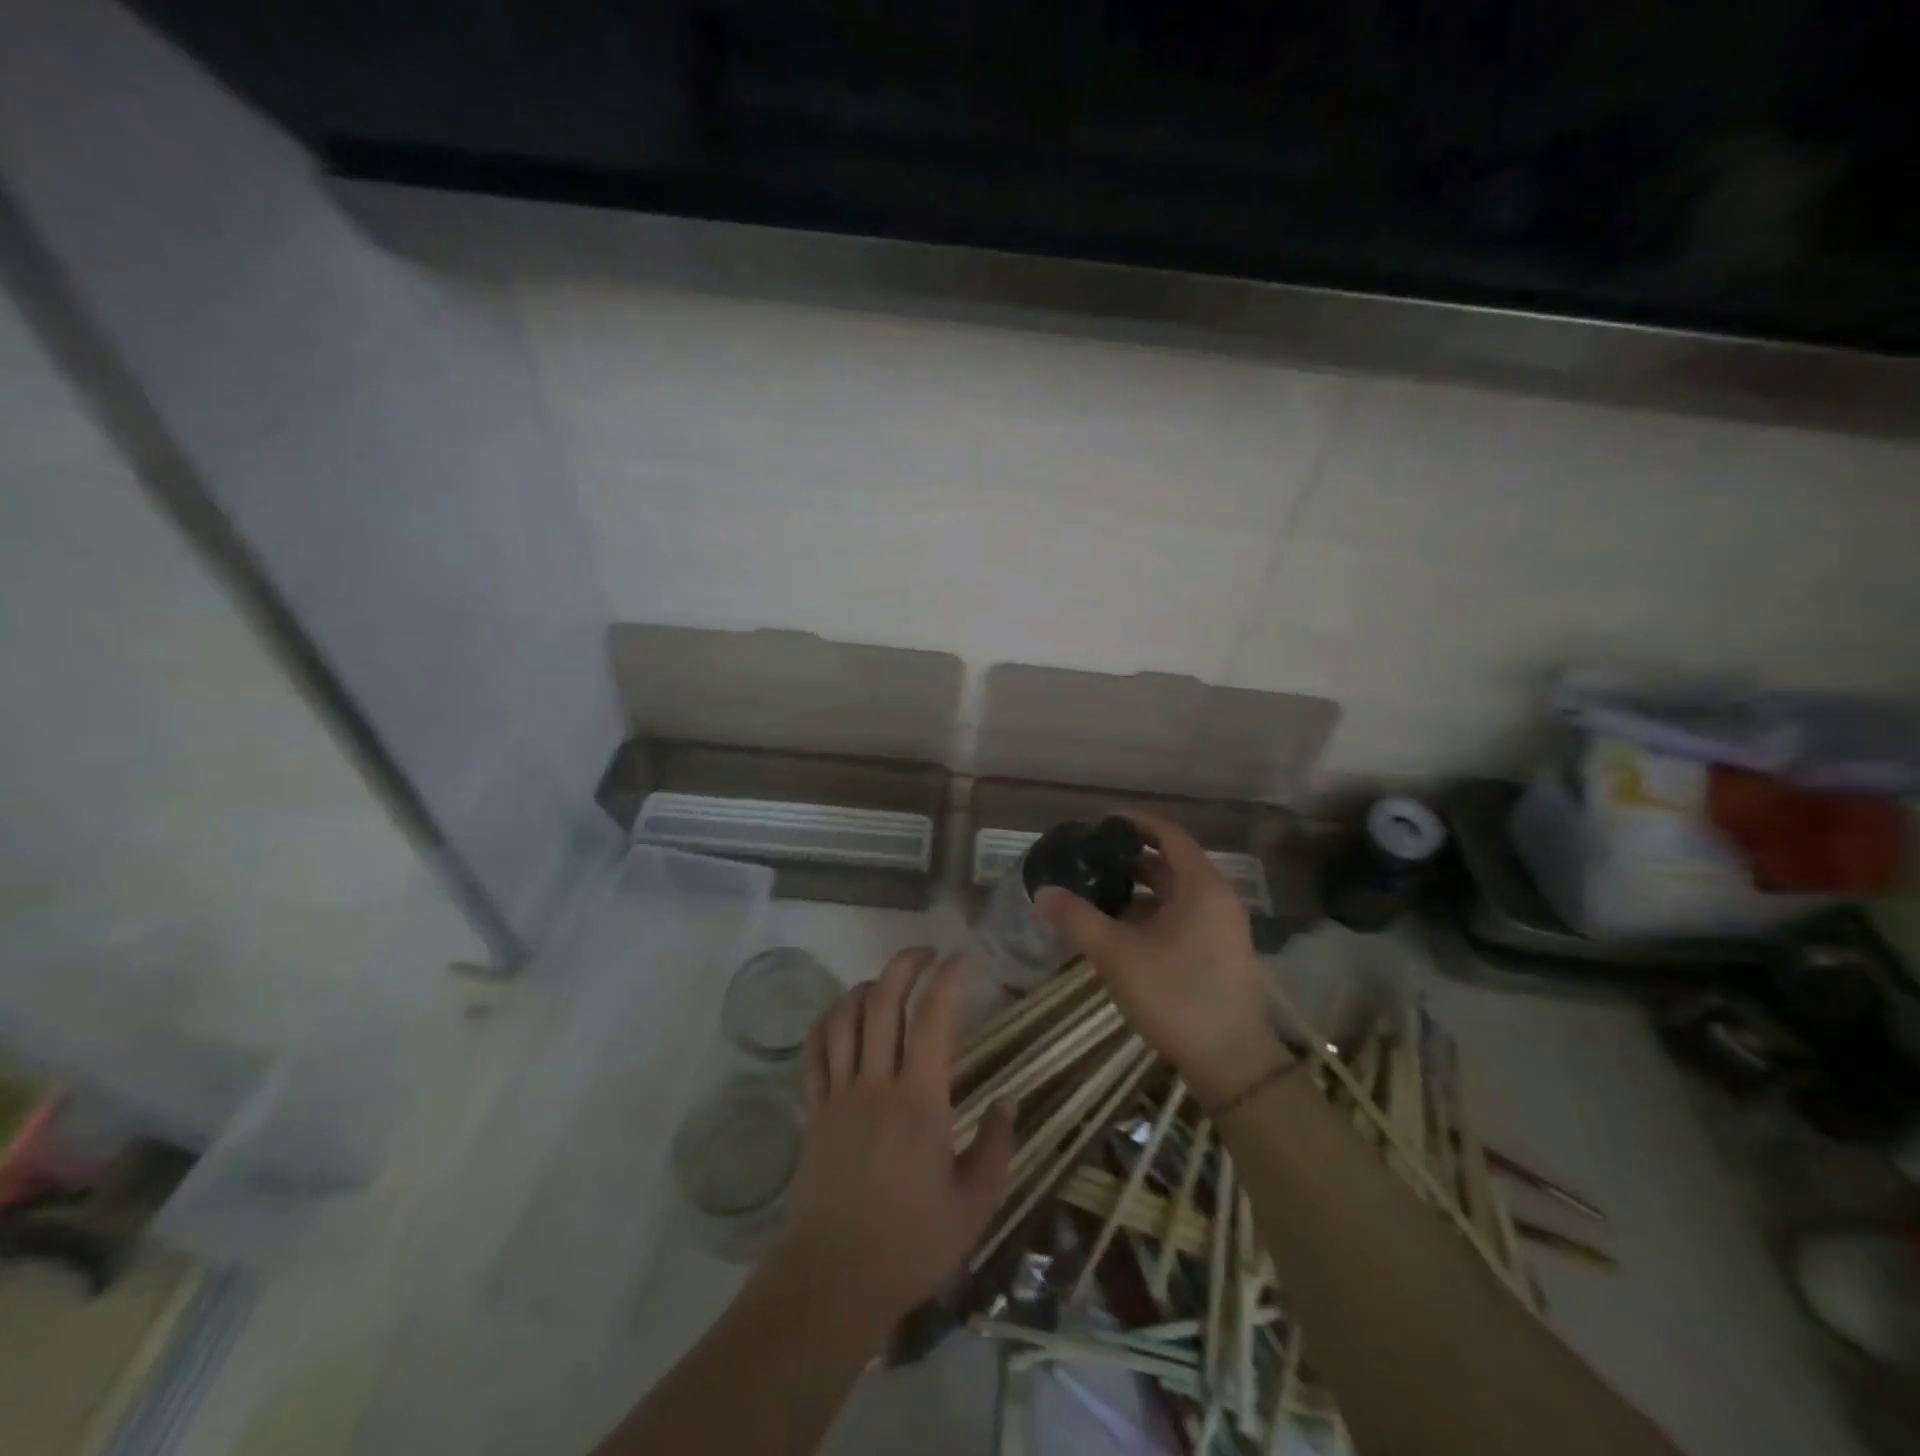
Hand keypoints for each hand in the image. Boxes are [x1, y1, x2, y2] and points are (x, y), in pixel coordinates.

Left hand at [784, 947, 1014, 1338]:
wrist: (834, 1280)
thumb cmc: (911, 1244)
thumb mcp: (974, 1206)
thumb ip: (997, 1148)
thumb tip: (1009, 1101)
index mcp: (920, 1101)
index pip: (934, 1019)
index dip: (949, 979)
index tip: (965, 959)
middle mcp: (876, 1083)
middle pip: (883, 1001)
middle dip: (905, 964)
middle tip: (927, 953)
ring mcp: (839, 1094)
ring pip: (844, 1017)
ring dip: (866, 986)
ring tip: (887, 982)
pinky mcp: (814, 1111)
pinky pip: (814, 1052)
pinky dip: (827, 1021)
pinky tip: (841, 1014)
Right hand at [1035, 810, 1291, 1110]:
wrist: (1231, 1062)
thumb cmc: (1175, 994)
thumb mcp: (1117, 954)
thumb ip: (1078, 919)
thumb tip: (1043, 892)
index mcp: (1201, 886)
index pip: (1169, 835)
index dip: (1136, 824)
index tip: (1102, 823)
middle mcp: (1217, 899)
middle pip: (1172, 864)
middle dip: (1131, 859)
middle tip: (1091, 859)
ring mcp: (1221, 928)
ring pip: (1176, 895)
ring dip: (1140, 890)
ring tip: (1098, 893)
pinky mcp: (1218, 954)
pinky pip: (1182, 918)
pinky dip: (1152, 915)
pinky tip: (1121, 931)